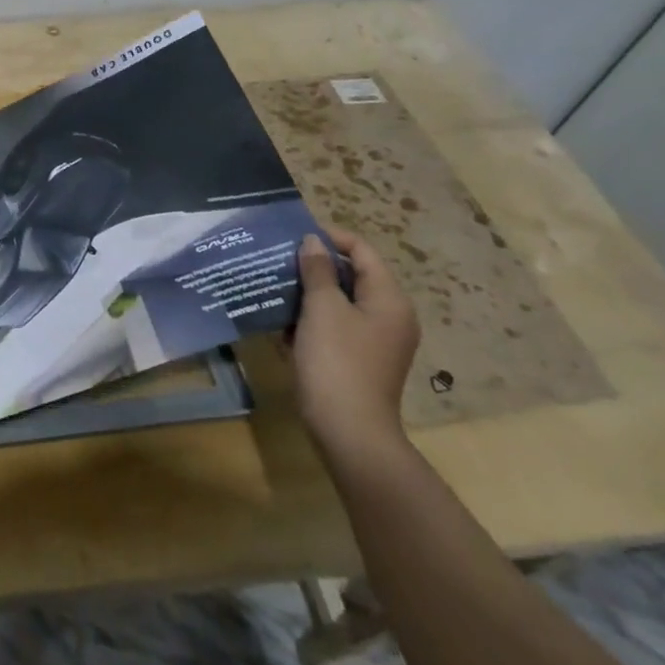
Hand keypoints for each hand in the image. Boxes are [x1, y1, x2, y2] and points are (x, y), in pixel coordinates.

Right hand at [292, 227, 420, 468]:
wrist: (348, 430)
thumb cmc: (337, 360)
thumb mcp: (322, 308)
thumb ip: (318, 270)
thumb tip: (312, 241)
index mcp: (389, 299)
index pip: (362, 251)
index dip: (329, 237)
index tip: (292, 235)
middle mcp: (389, 316)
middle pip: (352, 275)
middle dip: (314, 265)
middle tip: (278, 258)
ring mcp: (376, 340)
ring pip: (340, 301)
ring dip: (309, 292)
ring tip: (275, 285)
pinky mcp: (358, 359)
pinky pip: (335, 325)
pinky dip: (312, 319)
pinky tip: (282, 322)